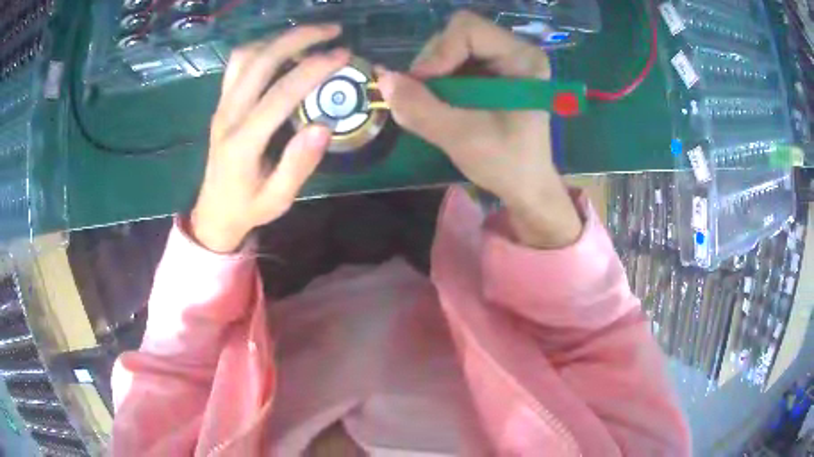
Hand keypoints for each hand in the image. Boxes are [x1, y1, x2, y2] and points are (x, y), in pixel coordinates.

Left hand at [191, 26, 350, 252]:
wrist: (214, 212)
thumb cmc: (249, 207)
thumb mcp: (279, 198)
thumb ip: (299, 164)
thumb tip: (323, 127)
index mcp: (243, 142)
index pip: (281, 93)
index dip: (314, 69)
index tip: (344, 55)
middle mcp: (228, 115)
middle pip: (261, 61)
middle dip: (299, 38)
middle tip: (333, 30)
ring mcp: (222, 105)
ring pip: (246, 56)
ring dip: (279, 38)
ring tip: (310, 36)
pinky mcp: (221, 102)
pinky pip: (237, 64)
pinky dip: (261, 47)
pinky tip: (281, 50)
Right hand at [376, 12, 581, 248]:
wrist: (525, 186)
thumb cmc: (506, 164)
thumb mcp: (461, 137)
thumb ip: (420, 108)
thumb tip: (382, 79)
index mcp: (523, 59)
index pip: (468, 29)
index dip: (439, 52)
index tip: (423, 85)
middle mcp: (514, 51)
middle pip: (456, 35)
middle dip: (432, 65)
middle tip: (423, 98)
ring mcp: (502, 60)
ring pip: (449, 48)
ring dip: (431, 75)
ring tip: (432, 104)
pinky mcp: (490, 73)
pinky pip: (451, 63)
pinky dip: (436, 81)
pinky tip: (440, 103)